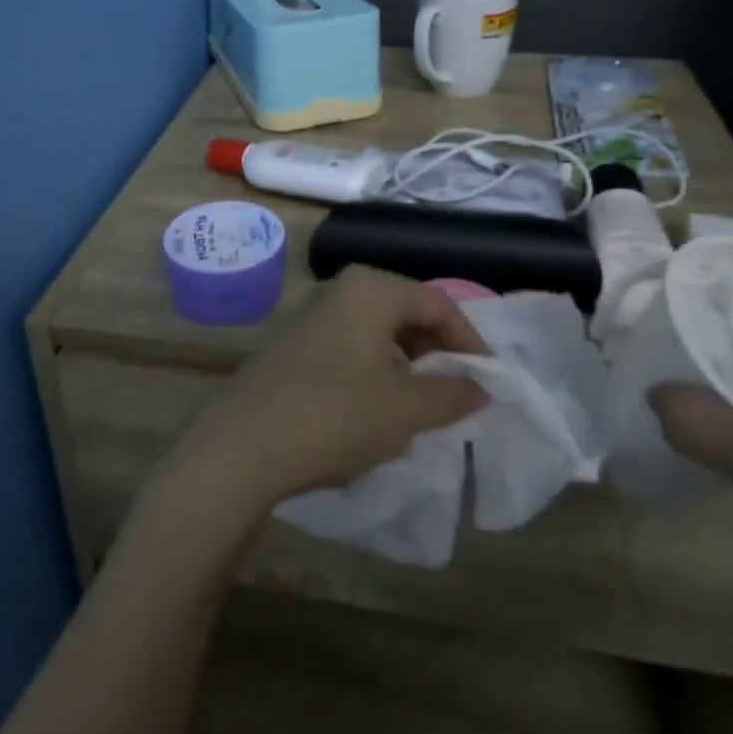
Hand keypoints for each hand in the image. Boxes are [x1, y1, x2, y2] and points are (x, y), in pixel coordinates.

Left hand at [170, 266, 489, 513]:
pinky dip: (376, 373)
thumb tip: (481, 388)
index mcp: (371, 289)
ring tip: (422, 408)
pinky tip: (377, 412)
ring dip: (407, 366)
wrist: (244, 444)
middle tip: (457, 395)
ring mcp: (312, 317)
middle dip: (437, 353)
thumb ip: (453, 394)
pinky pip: (351, 349)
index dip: (470, 341)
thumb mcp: (407, 408)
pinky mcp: (294, 346)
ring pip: (378, 334)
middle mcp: (341, 291)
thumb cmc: (337, 414)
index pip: (438, 303)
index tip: (488, 382)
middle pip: (407, 313)